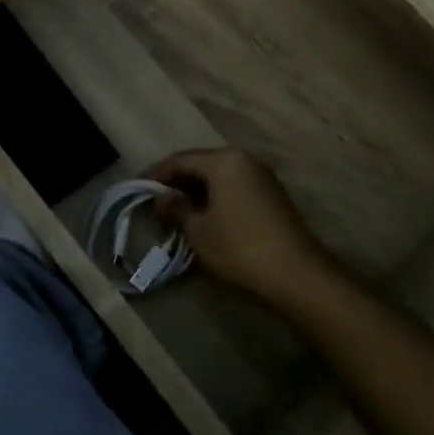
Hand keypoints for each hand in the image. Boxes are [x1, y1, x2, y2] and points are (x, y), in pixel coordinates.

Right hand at [146, 148, 338, 311]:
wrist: (297, 275)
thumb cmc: (239, 247)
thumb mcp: (198, 231)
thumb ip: (176, 209)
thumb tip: (161, 198)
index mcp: (224, 160)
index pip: (180, 159)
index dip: (156, 174)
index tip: (137, 189)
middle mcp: (244, 160)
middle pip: (201, 164)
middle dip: (176, 182)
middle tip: (154, 202)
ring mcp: (262, 177)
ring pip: (219, 177)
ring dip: (196, 192)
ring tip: (175, 212)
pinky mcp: (272, 196)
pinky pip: (234, 188)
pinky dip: (215, 198)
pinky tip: (204, 218)